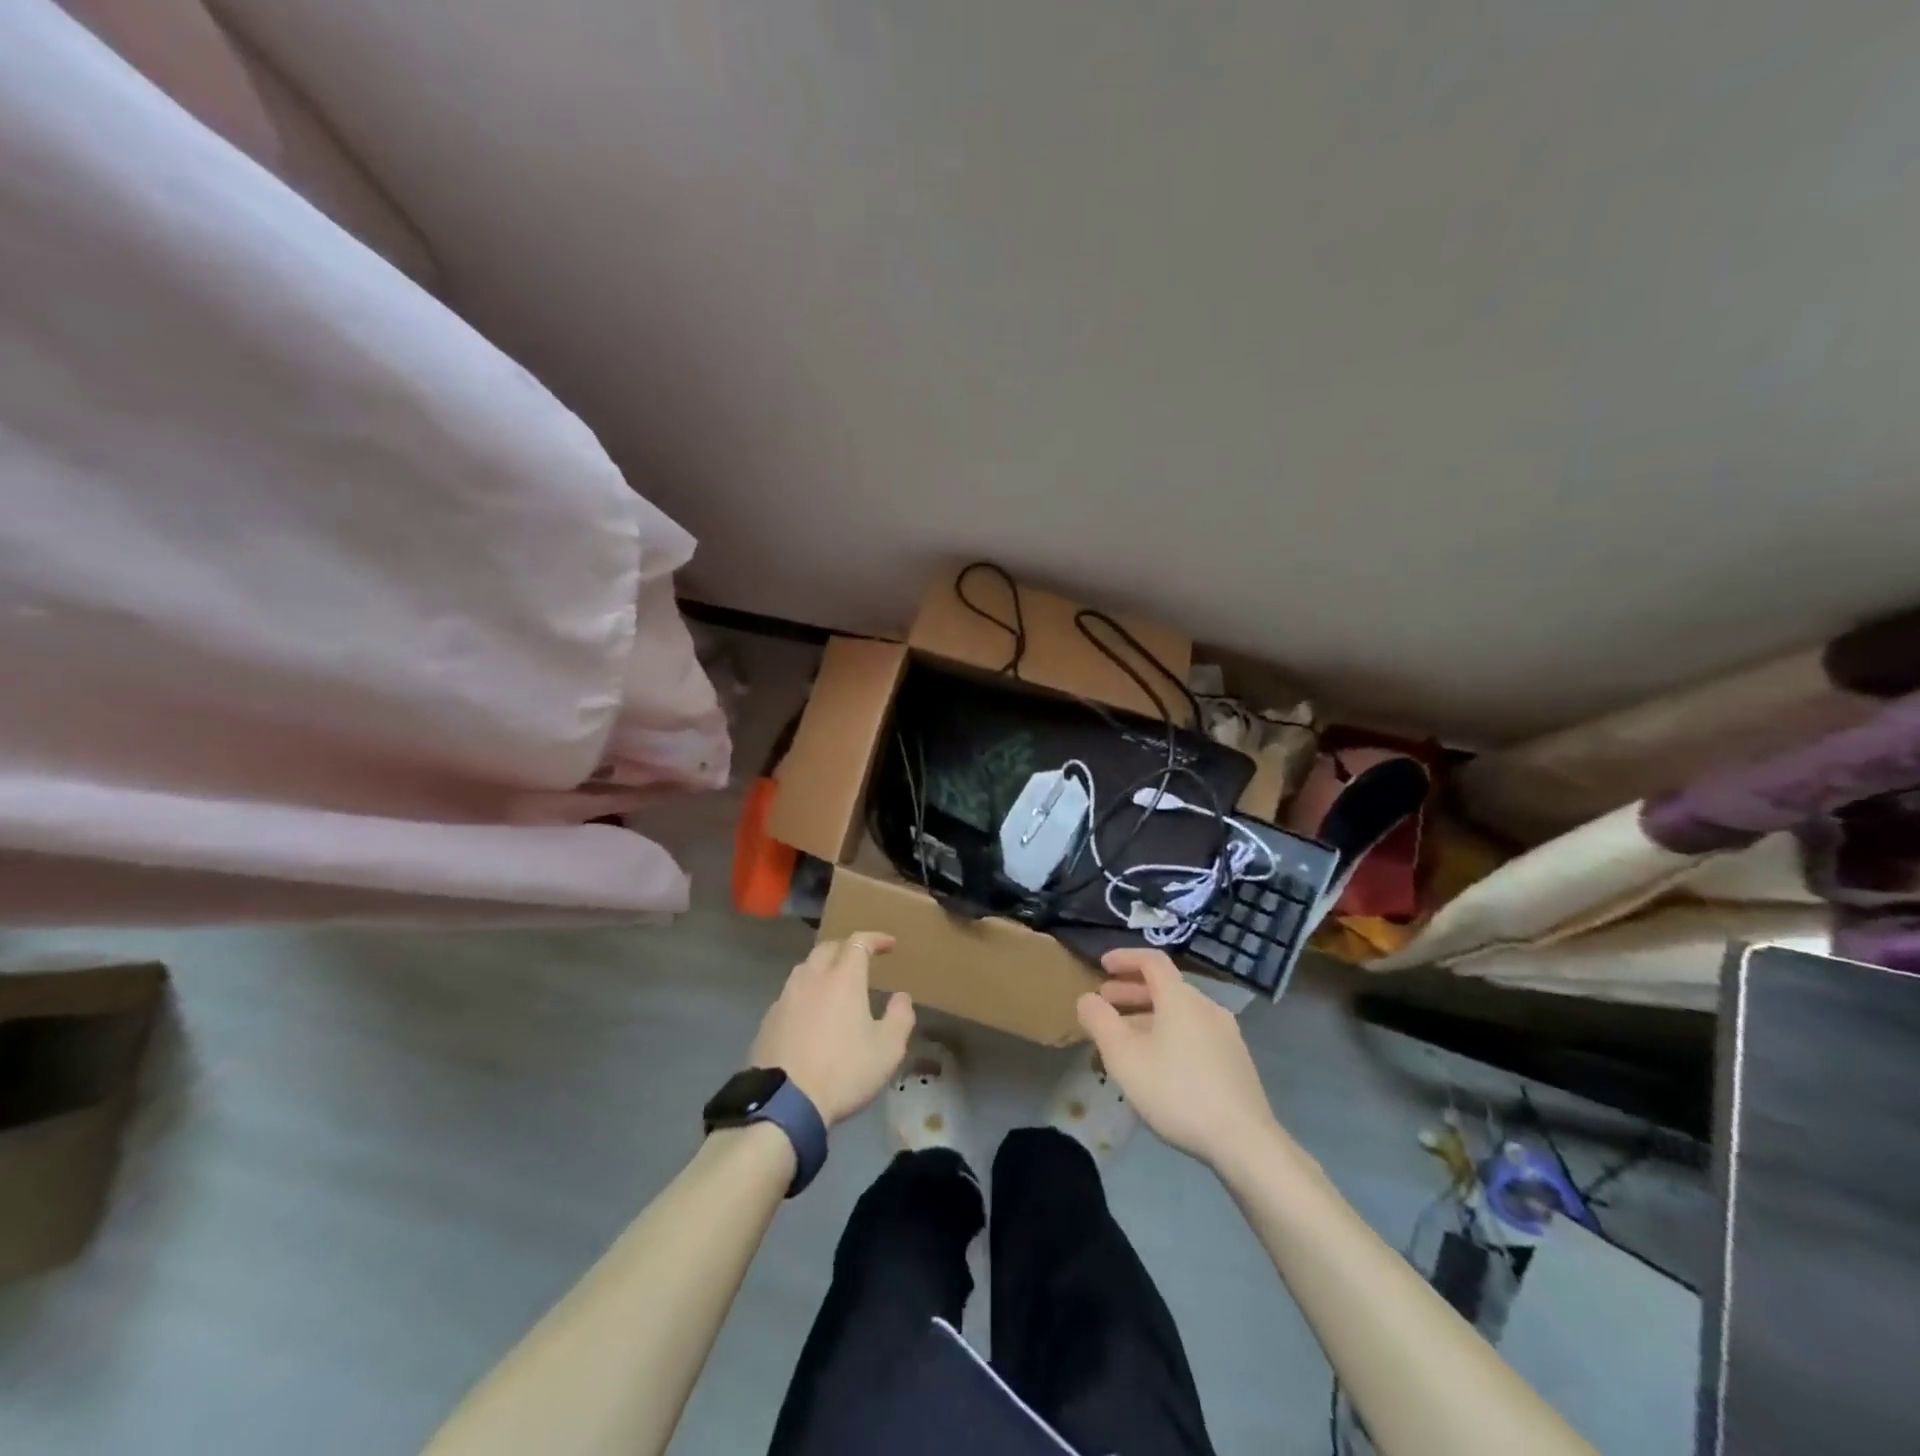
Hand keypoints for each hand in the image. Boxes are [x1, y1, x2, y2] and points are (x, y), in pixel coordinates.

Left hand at [749, 933, 914, 1126]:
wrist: (784, 1104)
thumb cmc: (843, 1072)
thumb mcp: (888, 1050)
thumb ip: (900, 1017)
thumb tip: (901, 997)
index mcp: (843, 978)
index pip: (859, 942)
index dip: (876, 939)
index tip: (889, 944)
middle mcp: (812, 978)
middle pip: (828, 948)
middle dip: (847, 948)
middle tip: (862, 960)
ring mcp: (786, 998)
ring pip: (806, 968)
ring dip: (823, 968)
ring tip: (835, 984)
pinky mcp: (768, 1020)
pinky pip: (791, 993)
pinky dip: (806, 993)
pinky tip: (811, 1013)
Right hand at [1076, 948, 1280, 1169]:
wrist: (1244, 1141)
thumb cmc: (1177, 1092)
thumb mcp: (1124, 1057)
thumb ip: (1099, 1022)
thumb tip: (1087, 999)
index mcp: (1180, 998)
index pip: (1152, 960)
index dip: (1125, 957)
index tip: (1102, 965)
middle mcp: (1206, 1007)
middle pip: (1165, 987)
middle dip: (1131, 991)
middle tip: (1105, 1004)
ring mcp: (1225, 1034)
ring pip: (1179, 1012)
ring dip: (1148, 1016)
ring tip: (1125, 1039)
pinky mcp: (1235, 1060)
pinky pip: (1194, 1033)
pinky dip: (1169, 1033)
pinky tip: (1158, 1064)